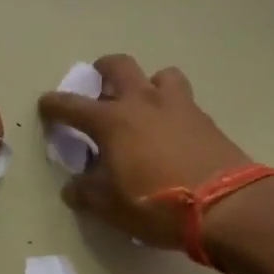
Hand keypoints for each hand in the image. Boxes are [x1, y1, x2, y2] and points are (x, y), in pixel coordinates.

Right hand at [38, 54, 253, 249]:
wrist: (227, 206)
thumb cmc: (157, 205)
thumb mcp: (111, 207)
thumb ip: (86, 193)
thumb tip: (73, 187)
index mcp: (112, 121)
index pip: (72, 105)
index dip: (55, 105)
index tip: (46, 106)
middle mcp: (143, 102)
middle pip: (119, 66)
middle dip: (104, 70)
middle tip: (100, 86)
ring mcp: (179, 106)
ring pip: (160, 75)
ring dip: (148, 84)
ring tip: (146, 106)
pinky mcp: (206, 119)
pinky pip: (184, 101)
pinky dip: (172, 109)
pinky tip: (173, 132)